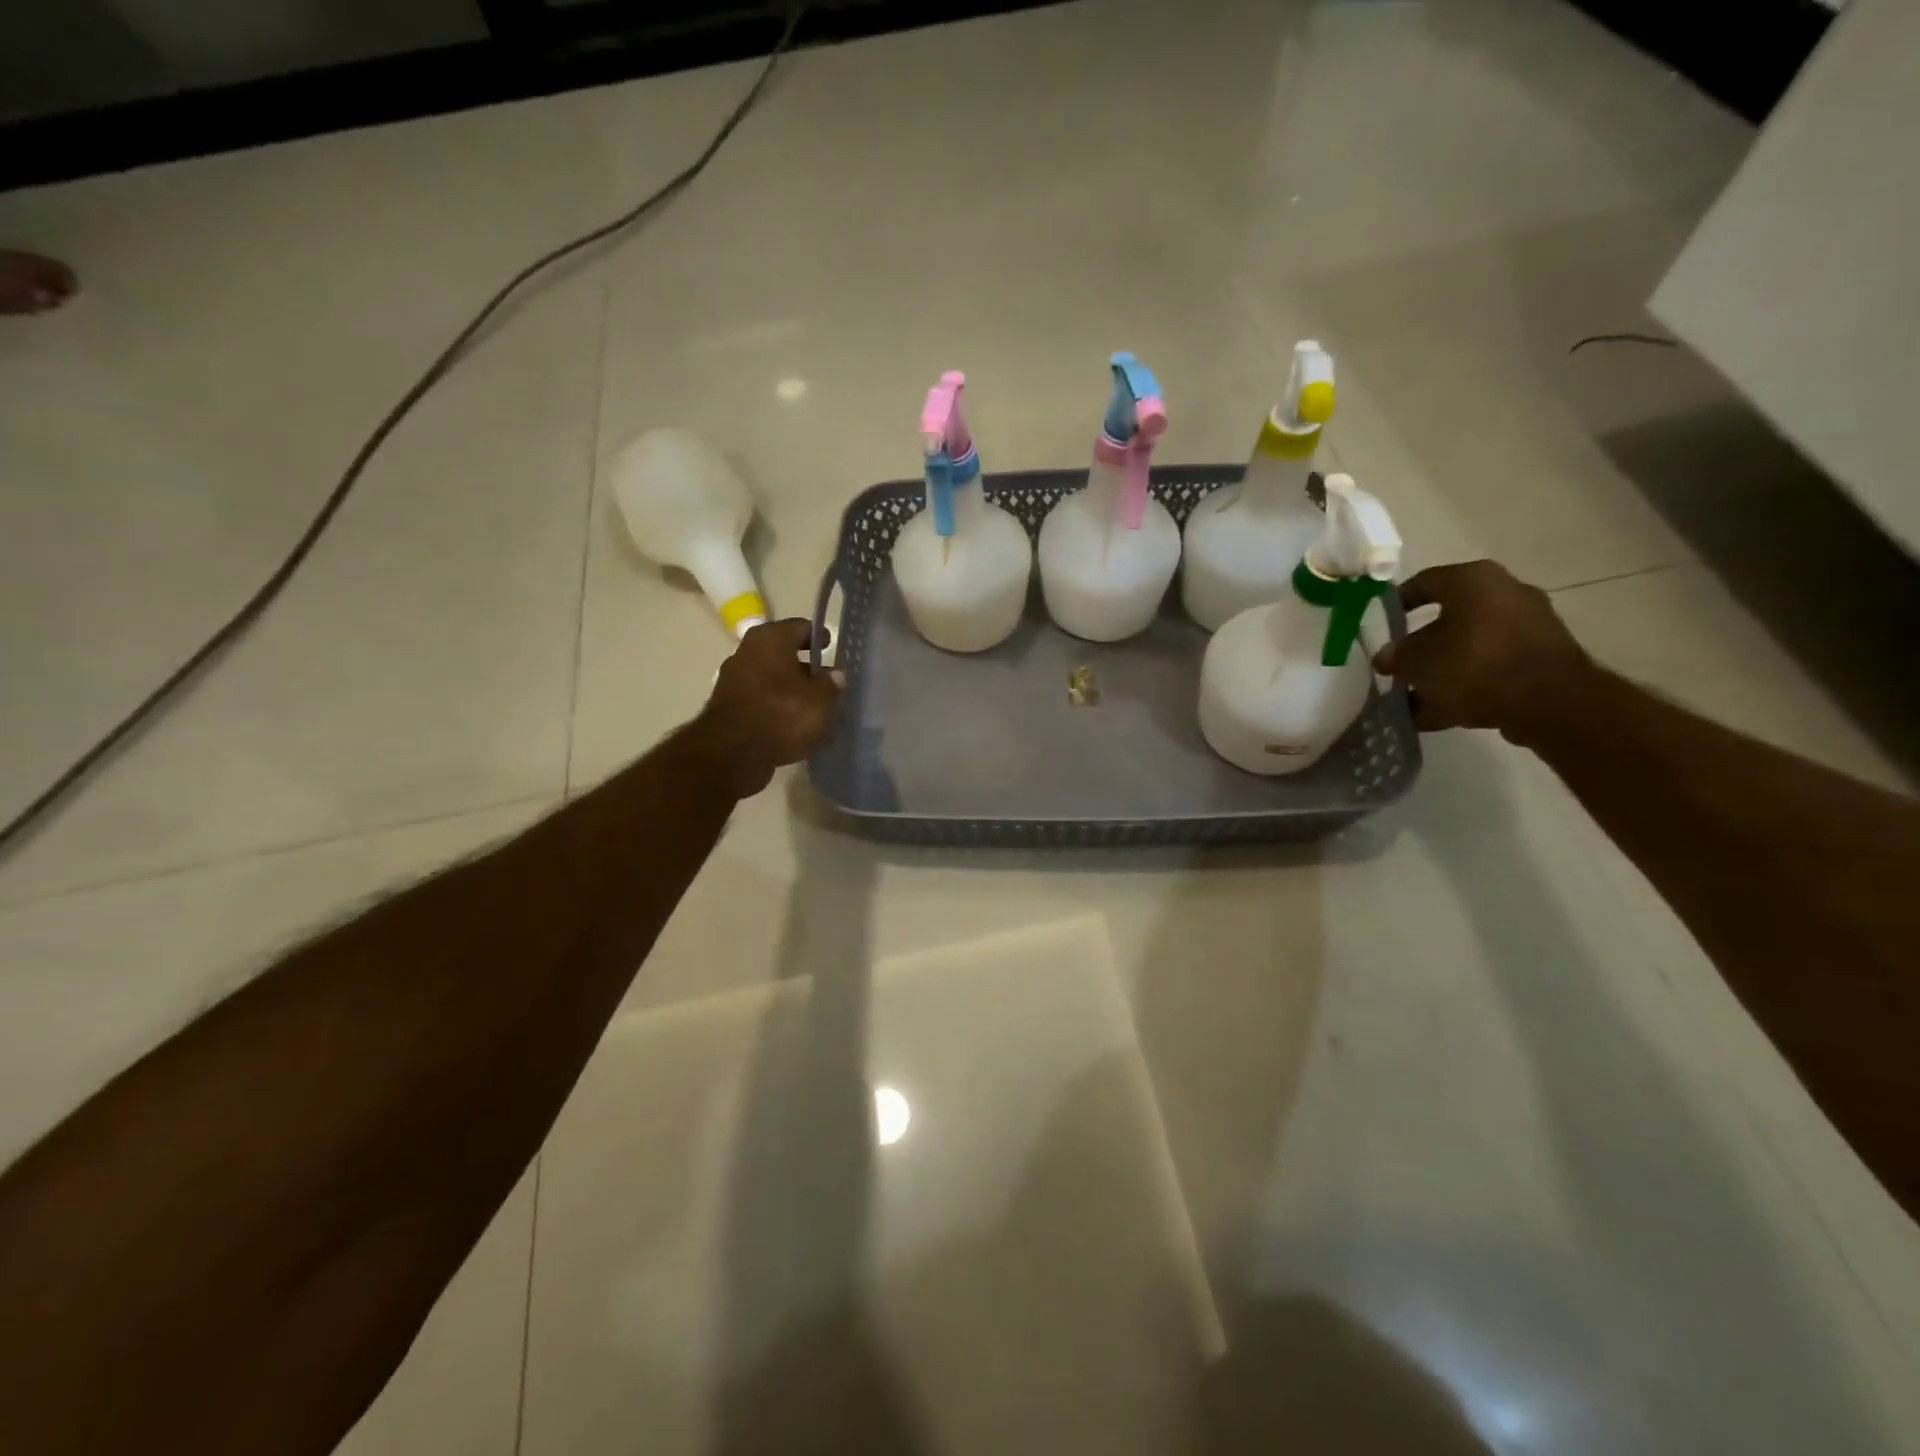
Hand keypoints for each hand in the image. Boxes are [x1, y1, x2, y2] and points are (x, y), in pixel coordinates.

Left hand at [692, 618, 841, 797]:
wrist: (732, 754)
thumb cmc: (782, 714)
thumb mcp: (821, 700)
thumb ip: (832, 685)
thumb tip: (836, 676)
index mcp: (770, 638)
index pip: (801, 627)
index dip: (819, 637)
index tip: (831, 646)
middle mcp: (748, 651)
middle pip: (783, 653)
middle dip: (805, 667)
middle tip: (827, 681)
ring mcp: (734, 679)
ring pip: (772, 679)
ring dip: (791, 689)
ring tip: (815, 706)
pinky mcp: (729, 707)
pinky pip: (761, 700)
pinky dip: (777, 707)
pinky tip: (795, 724)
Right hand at [1372, 561, 1594, 740]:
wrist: (1547, 701)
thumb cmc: (1472, 664)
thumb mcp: (1416, 661)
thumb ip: (1395, 656)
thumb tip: (1386, 657)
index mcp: (1473, 580)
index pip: (1424, 582)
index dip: (1396, 603)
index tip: (1380, 624)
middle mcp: (1504, 593)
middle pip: (1448, 619)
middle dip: (1420, 645)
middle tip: (1396, 666)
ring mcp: (1527, 626)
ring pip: (1468, 647)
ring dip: (1440, 671)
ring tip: (1413, 698)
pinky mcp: (1540, 659)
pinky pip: (1490, 668)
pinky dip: (1465, 685)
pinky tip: (1437, 713)